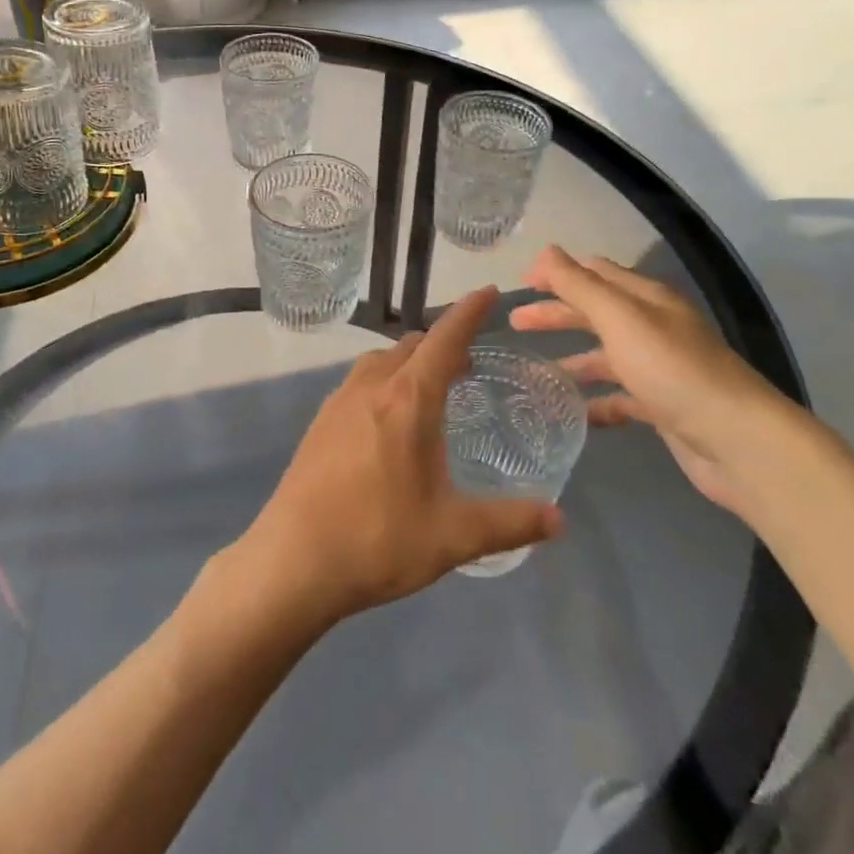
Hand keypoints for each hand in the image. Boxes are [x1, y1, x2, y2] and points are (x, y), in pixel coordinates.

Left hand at [244, 287, 562, 622]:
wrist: (293, 560)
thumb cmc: (378, 539)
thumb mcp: (454, 536)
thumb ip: (510, 523)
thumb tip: (559, 520)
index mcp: (408, 400)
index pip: (445, 340)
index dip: (469, 313)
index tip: (489, 292)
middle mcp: (371, 387)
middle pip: (411, 346)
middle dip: (441, 343)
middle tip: (467, 363)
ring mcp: (338, 402)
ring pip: (379, 361)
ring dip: (408, 361)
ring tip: (429, 388)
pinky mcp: (319, 423)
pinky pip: (358, 383)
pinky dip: (383, 381)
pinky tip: (387, 420)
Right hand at [509, 246, 802, 515]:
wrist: (738, 441)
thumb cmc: (673, 369)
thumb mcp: (620, 319)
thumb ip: (580, 285)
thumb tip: (546, 251)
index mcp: (646, 299)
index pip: (595, 273)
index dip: (558, 273)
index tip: (521, 284)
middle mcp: (653, 327)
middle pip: (596, 312)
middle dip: (556, 314)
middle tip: (515, 324)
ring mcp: (659, 368)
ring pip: (605, 356)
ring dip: (572, 360)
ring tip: (533, 374)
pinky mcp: (662, 406)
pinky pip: (619, 398)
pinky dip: (595, 402)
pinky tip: (572, 414)